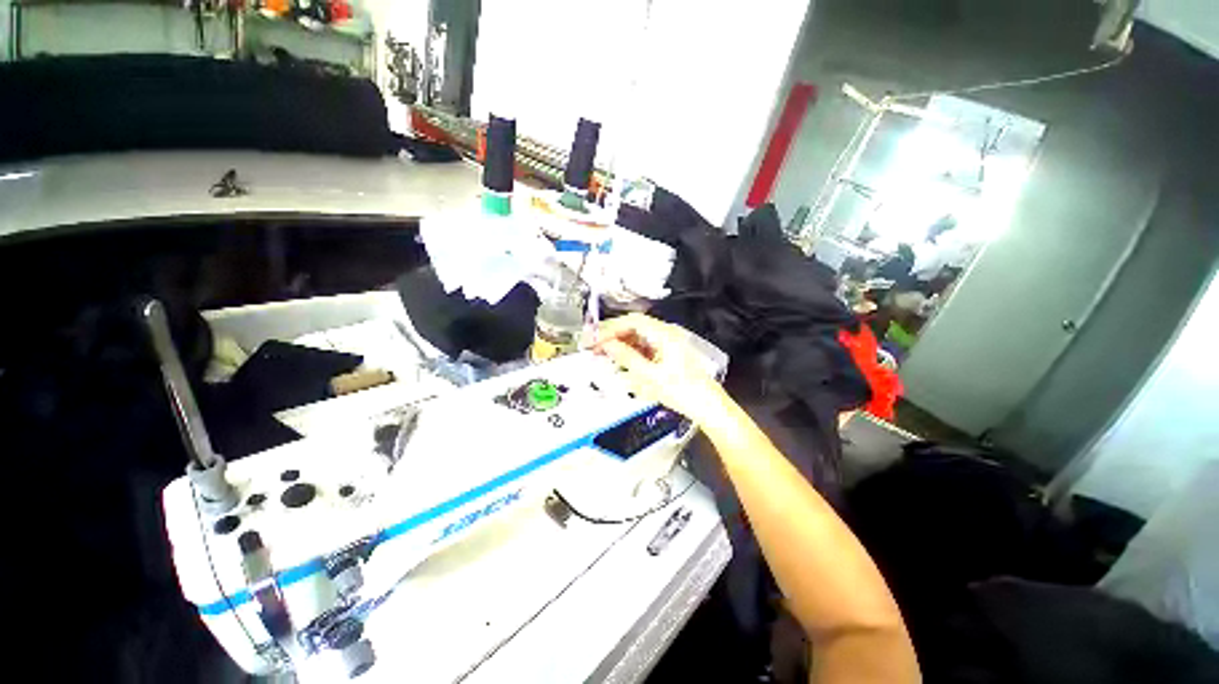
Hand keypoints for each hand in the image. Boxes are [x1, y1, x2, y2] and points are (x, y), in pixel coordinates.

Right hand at [593, 313, 726, 423]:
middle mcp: (666, 334)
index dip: (611, 328)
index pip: (632, 321)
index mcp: (665, 334)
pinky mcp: (667, 354)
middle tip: (594, 345)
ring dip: (619, 343)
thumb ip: (626, 357)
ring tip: (602, 353)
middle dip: (612, 335)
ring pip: (637, 337)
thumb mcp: (649, 376)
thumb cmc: (684, 391)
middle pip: (634, 327)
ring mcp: (667, 343)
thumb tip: (608, 345)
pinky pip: (643, 347)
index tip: (595, 338)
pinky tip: (619, 360)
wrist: (706, 406)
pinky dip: (630, 352)